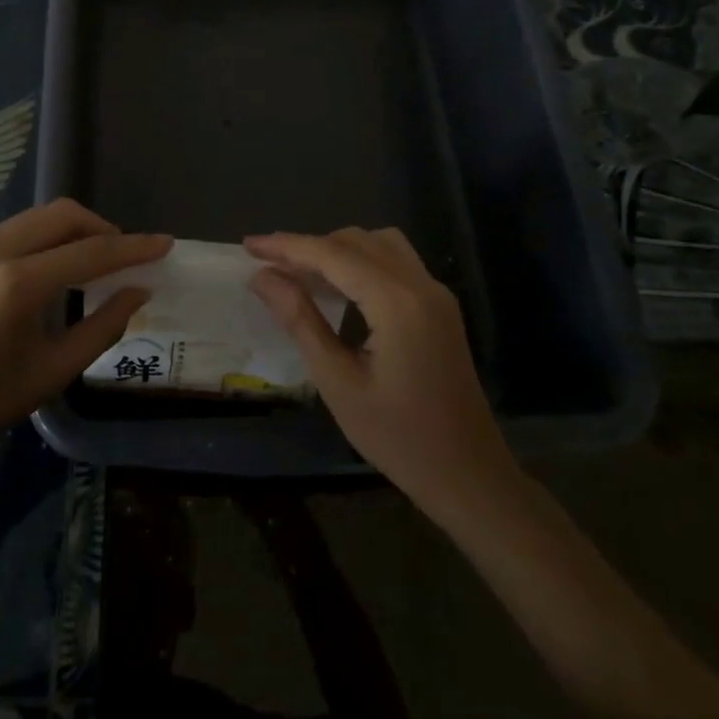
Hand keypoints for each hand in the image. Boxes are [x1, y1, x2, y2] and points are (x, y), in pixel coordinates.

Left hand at [0, 199, 168, 467]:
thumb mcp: (52, 371)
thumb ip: (103, 326)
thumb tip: (138, 290)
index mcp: (16, 284)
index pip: (90, 253)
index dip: (133, 248)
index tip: (165, 244)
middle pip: (62, 214)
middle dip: (101, 228)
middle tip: (124, 256)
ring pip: (35, 218)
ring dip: (70, 231)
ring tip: (90, 262)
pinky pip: (10, 232)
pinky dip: (40, 240)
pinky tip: (47, 271)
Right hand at [246, 228, 517, 522]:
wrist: (470, 477)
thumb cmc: (398, 438)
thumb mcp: (338, 381)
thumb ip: (299, 319)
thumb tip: (262, 277)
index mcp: (397, 302)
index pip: (332, 254)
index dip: (287, 246)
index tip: (248, 245)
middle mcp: (420, 284)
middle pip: (355, 241)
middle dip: (308, 246)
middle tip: (268, 266)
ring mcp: (435, 293)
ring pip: (378, 244)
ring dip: (337, 249)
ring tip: (300, 273)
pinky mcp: (440, 306)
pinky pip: (395, 262)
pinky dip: (361, 260)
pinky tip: (339, 287)